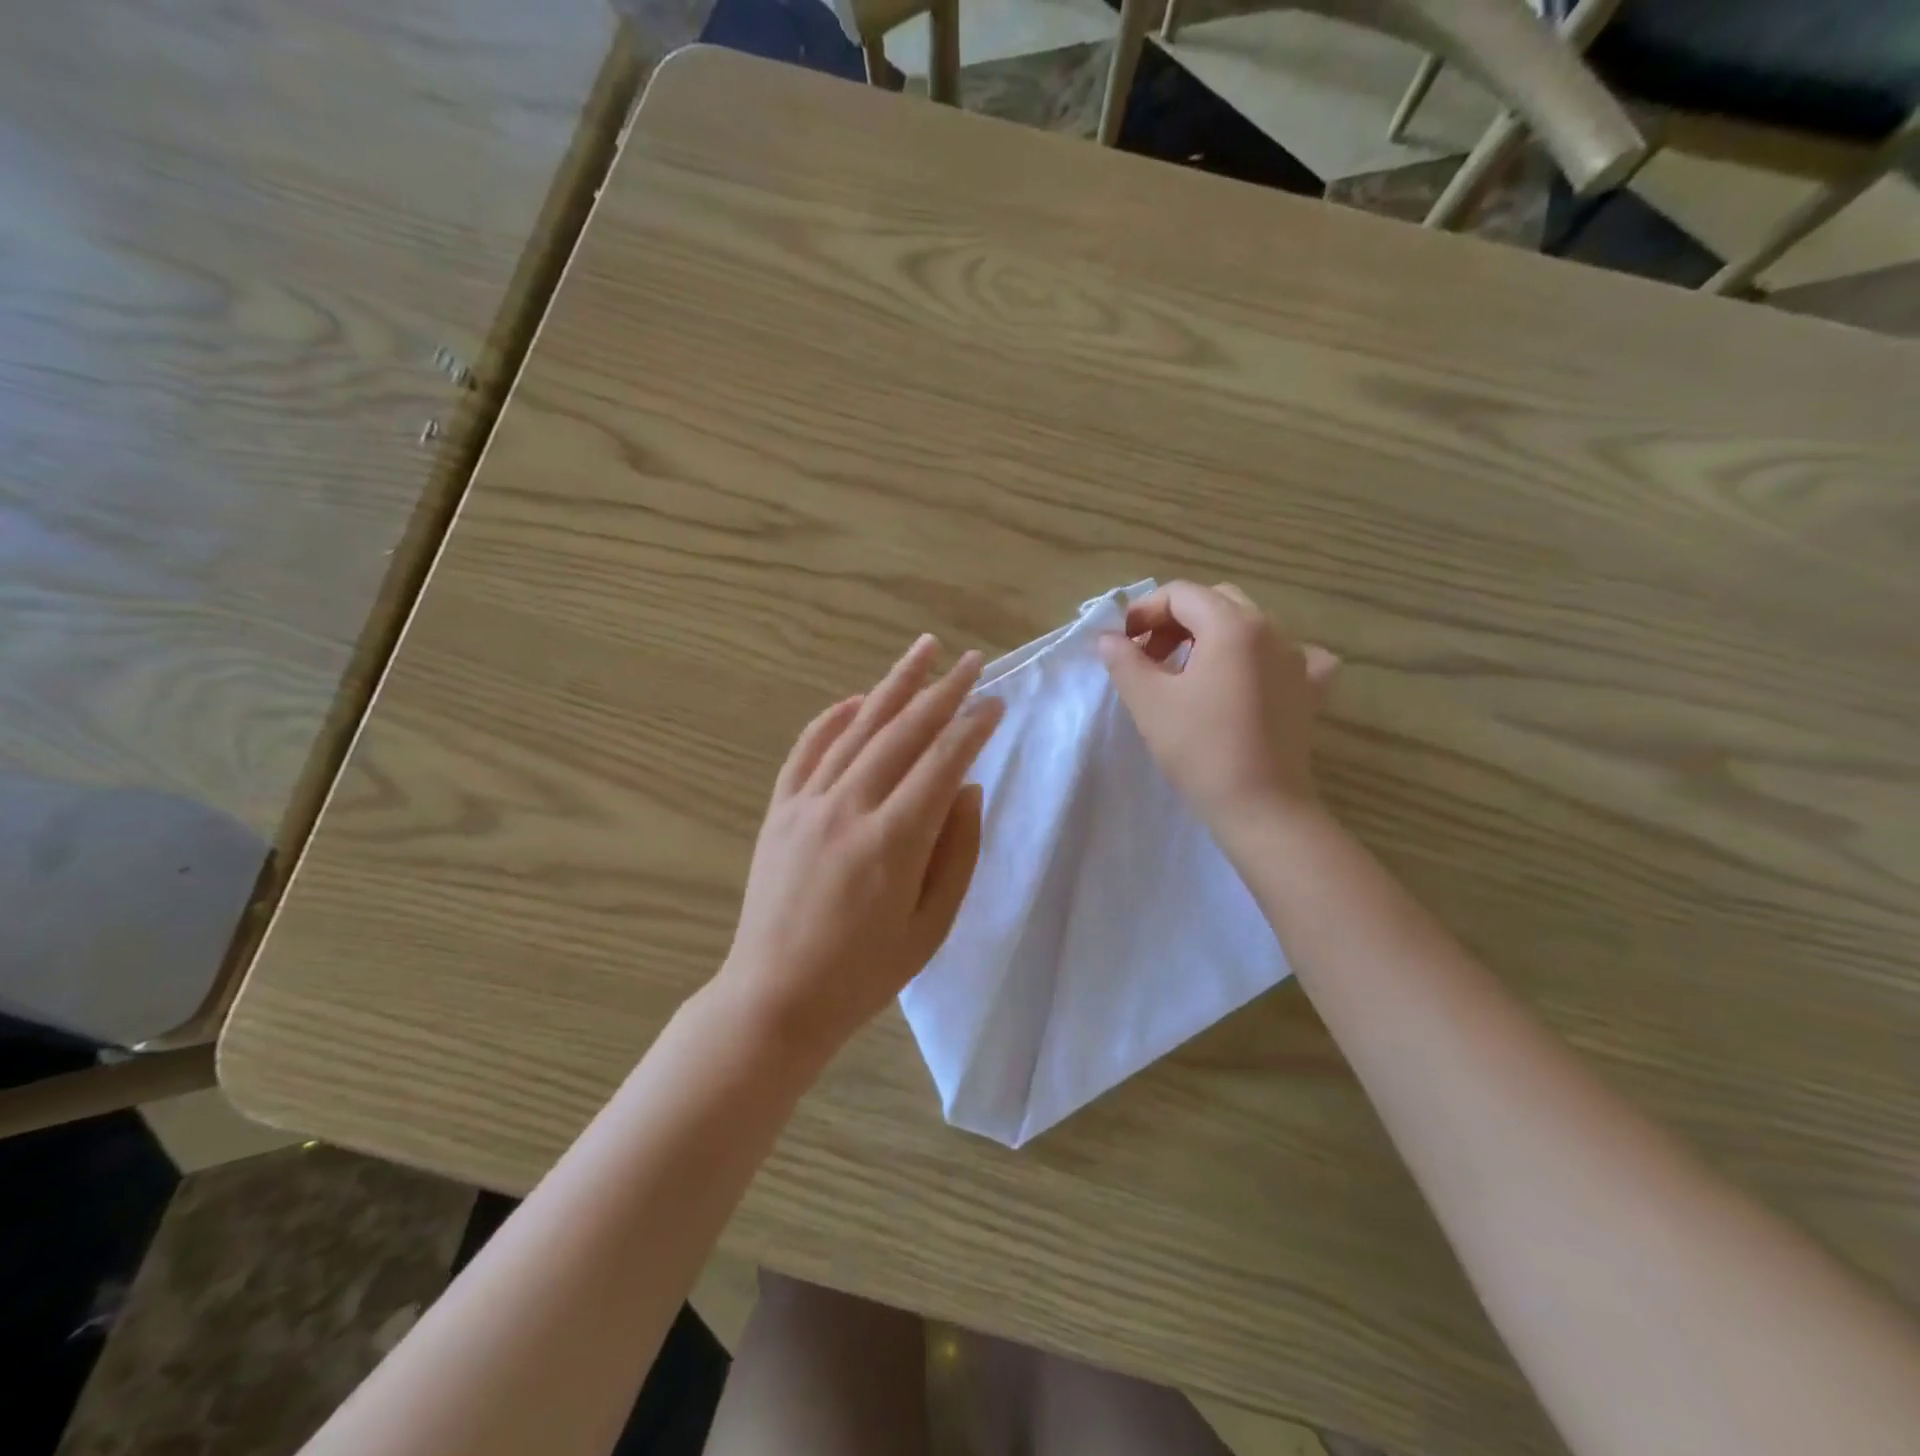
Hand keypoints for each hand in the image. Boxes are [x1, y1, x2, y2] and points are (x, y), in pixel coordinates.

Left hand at [719, 635, 1004, 1059]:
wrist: (776, 997)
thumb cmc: (864, 972)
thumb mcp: (931, 925)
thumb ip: (957, 852)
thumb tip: (968, 788)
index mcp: (893, 842)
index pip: (942, 763)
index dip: (972, 727)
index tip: (995, 702)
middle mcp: (849, 808)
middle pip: (903, 732)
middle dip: (942, 692)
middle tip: (971, 661)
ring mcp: (807, 804)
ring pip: (857, 728)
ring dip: (893, 685)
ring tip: (922, 650)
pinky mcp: (780, 810)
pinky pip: (808, 749)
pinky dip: (833, 717)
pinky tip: (856, 698)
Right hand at [1099, 581, 1337, 841]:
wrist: (1261, 806)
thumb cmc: (1200, 749)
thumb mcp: (1149, 701)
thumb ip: (1124, 660)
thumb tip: (1108, 639)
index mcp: (1232, 625)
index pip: (1181, 594)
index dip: (1145, 611)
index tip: (1124, 644)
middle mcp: (1271, 629)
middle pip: (1216, 602)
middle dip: (1177, 621)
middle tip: (1151, 657)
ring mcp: (1298, 659)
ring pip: (1249, 626)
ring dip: (1212, 637)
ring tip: (1189, 672)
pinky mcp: (1310, 689)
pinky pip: (1289, 655)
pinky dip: (1263, 657)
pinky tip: (1252, 679)